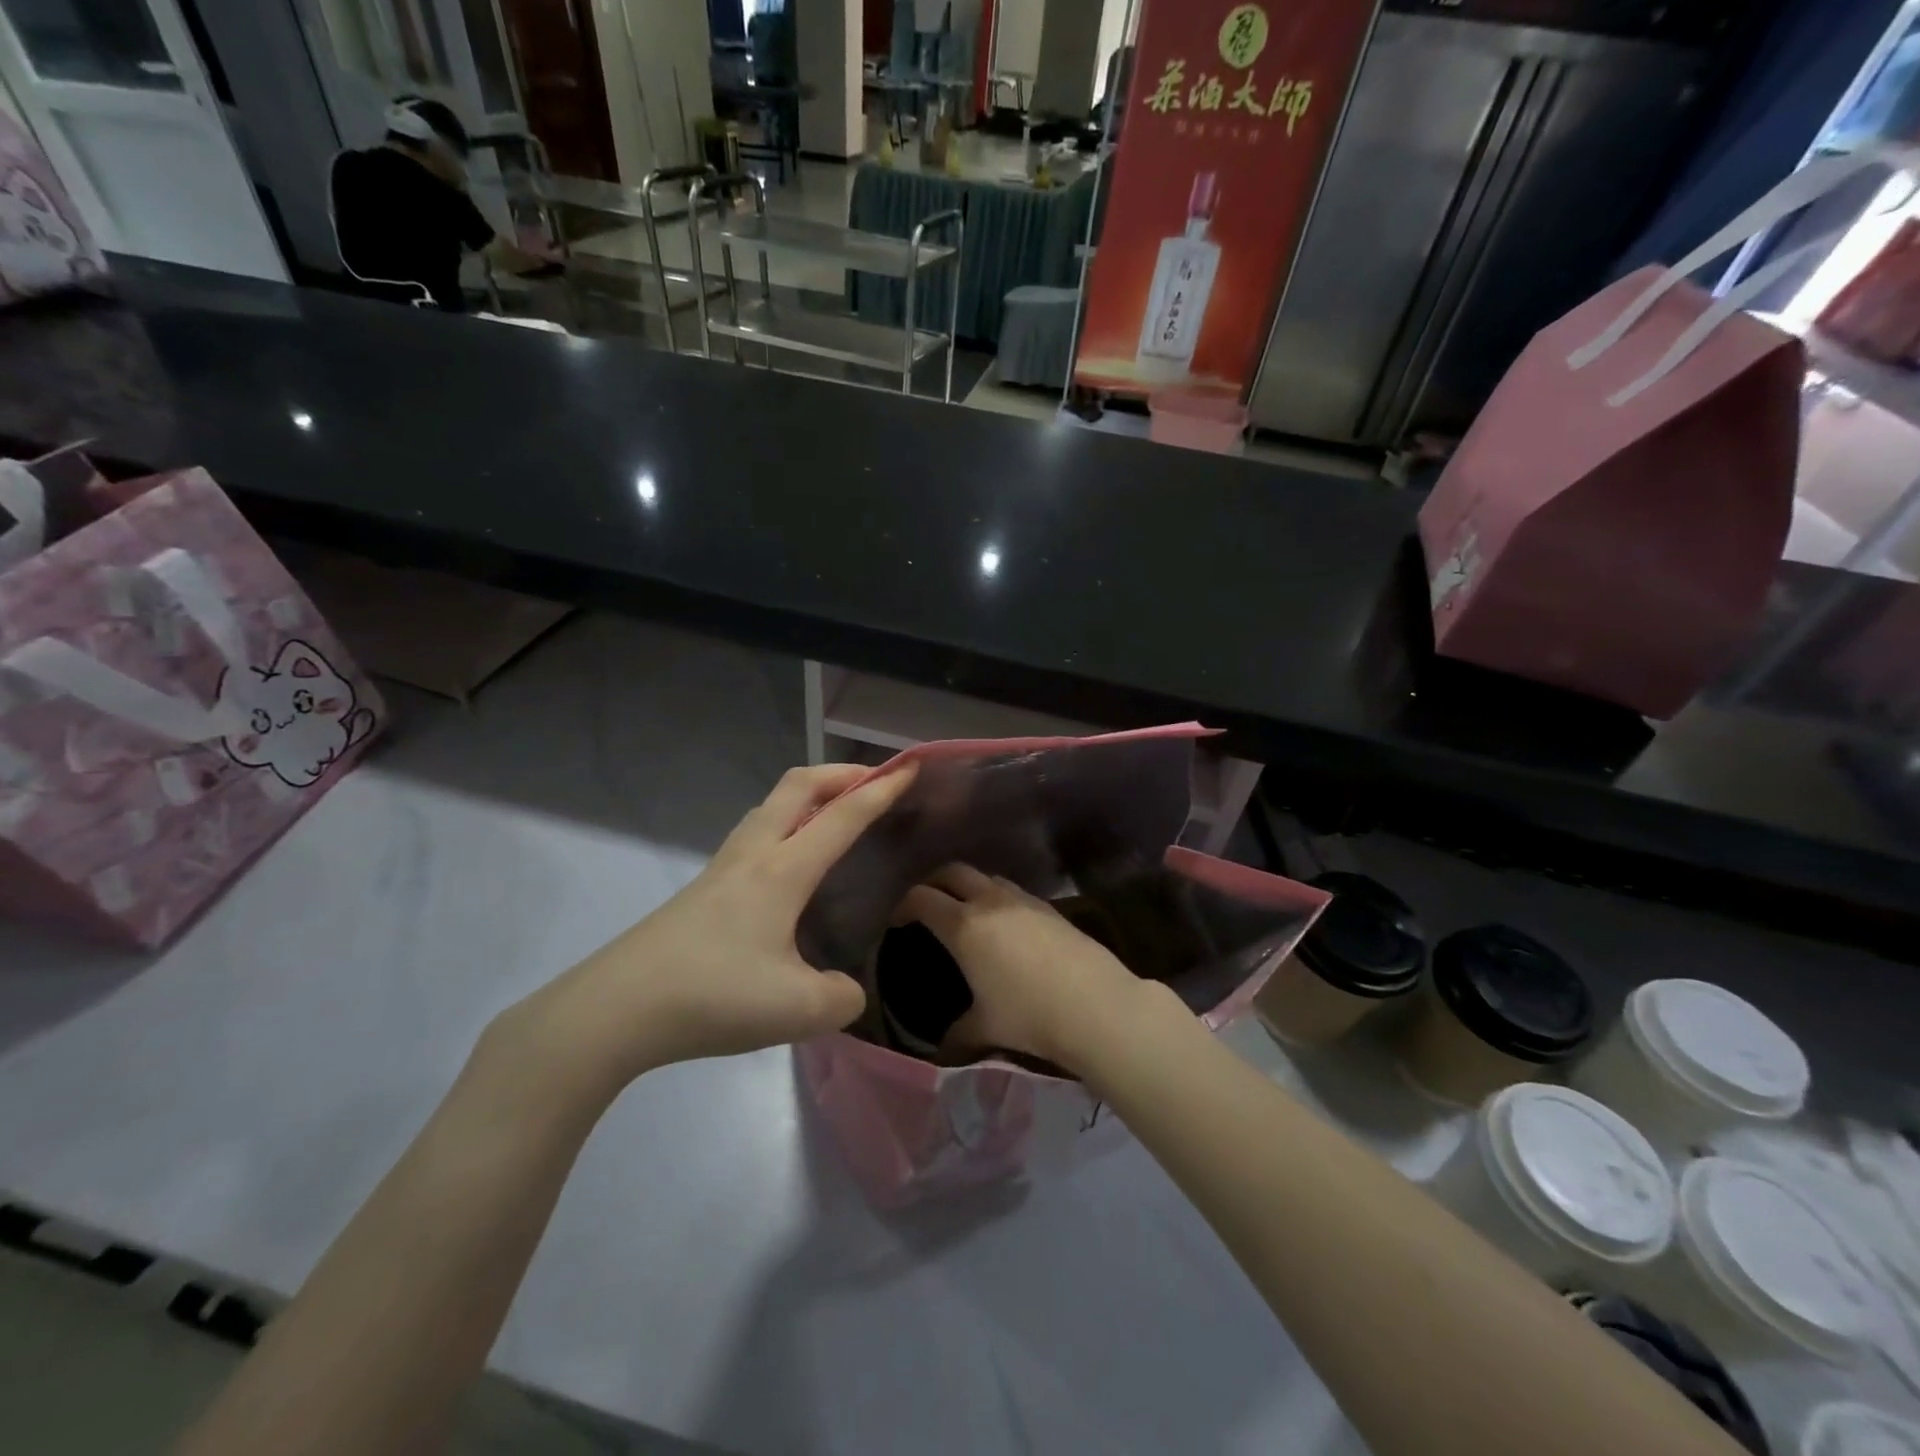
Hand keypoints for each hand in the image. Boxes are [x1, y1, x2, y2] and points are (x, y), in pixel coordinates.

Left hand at [508, 763, 916, 1095]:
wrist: (616, 1009)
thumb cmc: (713, 997)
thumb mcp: (798, 1010)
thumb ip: (841, 997)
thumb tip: (846, 989)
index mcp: (782, 871)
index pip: (842, 815)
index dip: (881, 790)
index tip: (911, 768)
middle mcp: (753, 855)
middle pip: (798, 786)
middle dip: (841, 772)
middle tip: (874, 782)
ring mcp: (722, 868)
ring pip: (771, 806)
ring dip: (809, 795)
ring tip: (834, 815)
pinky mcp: (702, 888)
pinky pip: (754, 833)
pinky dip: (785, 823)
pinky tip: (789, 863)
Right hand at [899, 865, 1144, 1069]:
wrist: (1096, 1005)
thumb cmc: (1030, 1015)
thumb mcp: (985, 1029)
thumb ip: (957, 1033)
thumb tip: (942, 1046)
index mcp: (964, 926)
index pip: (922, 898)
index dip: (904, 905)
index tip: (898, 921)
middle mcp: (990, 902)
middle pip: (952, 872)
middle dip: (934, 883)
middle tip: (927, 904)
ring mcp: (1023, 900)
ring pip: (986, 877)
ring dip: (969, 886)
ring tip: (966, 911)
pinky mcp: (1049, 907)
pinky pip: (1012, 891)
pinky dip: (997, 897)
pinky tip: (1004, 925)